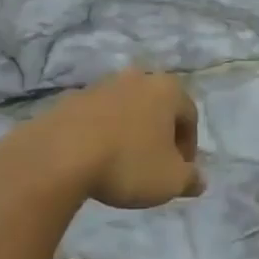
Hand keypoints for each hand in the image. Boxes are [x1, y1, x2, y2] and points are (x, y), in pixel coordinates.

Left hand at [14, 69, 203, 208]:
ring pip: (125, 110)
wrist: (59, 156)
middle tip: (154, 166)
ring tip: (121, 165)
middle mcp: (136, 78)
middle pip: (156, 108)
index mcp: (166, 89)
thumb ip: (190, 179)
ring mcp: (100, 86)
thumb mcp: (170, 181)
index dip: (189, 147)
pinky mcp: (70, 99)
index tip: (179, 173)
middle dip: (159, 135)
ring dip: (128, 133)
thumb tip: (199, 179)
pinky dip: (101, 135)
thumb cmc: (127, 163)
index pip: (189, 116)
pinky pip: (96, 118)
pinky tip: (94, 160)